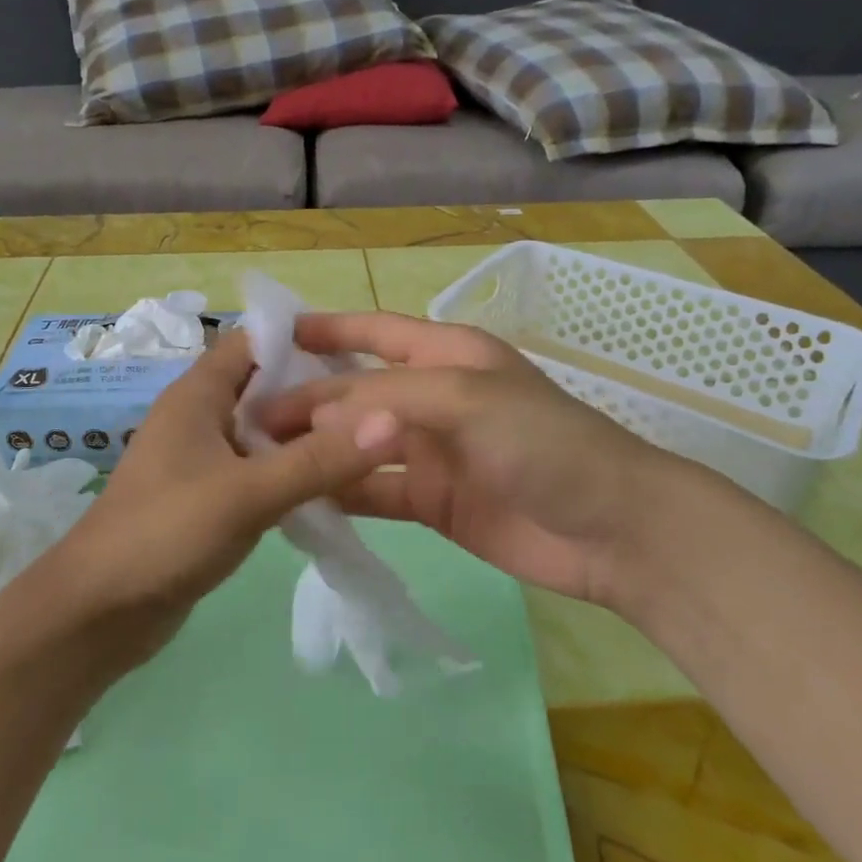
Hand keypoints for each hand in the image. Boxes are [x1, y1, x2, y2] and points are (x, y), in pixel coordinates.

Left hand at [37, 331, 398, 664]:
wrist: (98, 612)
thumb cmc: (165, 533)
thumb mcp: (248, 493)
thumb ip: (318, 460)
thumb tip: (391, 419)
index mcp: (198, 394)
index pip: (254, 342)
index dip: (303, 340)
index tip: (360, 357)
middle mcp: (200, 416)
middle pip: (265, 385)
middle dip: (315, 391)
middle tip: (378, 405)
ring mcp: (202, 458)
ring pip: (264, 431)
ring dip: (306, 435)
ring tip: (368, 442)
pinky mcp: (207, 496)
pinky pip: (257, 469)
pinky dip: (289, 470)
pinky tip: (331, 486)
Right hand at [252, 311, 714, 613]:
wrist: (613, 530)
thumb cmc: (543, 442)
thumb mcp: (465, 399)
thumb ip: (385, 400)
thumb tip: (313, 416)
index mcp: (447, 355)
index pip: (374, 332)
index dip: (326, 330)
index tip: (270, 338)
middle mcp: (433, 398)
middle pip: (356, 393)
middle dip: (307, 400)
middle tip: (248, 417)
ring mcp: (431, 453)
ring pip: (358, 445)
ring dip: (316, 449)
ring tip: (260, 457)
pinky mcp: (431, 502)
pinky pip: (372, 492)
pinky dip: (339, 494)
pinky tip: (299, 499)